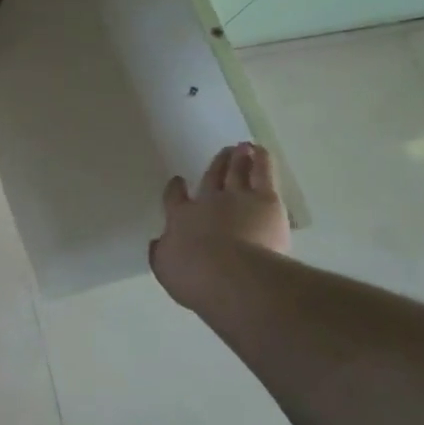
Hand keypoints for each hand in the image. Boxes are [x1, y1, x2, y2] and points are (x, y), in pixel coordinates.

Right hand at [149, 142, 291, 311]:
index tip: (178, 180)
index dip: (176, 189)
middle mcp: (207, 202)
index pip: (176, 198)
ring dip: (238, 159)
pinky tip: (260, 151)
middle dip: (215, 166)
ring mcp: (236, 197)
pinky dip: (261, 160)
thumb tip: (158, 243)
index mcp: (181, 218)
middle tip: (221, 153)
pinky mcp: (265, 199)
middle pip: (211, 179)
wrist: (230, 273)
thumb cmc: (194, 277)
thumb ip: (162, 254)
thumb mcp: (166, 269)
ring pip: (237, 172)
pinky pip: (262, 173)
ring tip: (241, 147)